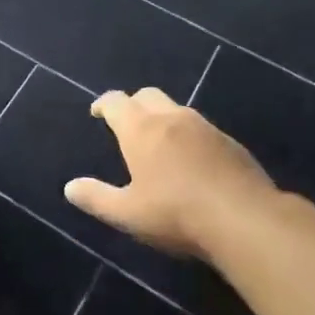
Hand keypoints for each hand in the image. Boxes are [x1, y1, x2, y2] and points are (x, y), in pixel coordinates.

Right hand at [65, 88, 281, 258]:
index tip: (97, 113)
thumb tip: (70, 187)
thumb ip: (97, 198)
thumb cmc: (176, 214)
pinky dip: (188, 135)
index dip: (104, 104)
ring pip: (176, 109)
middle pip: (147, 96)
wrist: (245, 219)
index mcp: (141, 129)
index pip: (116, 102)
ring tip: (159, 142)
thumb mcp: (128, 213)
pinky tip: (192, 160)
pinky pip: (201, 128)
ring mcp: (205, 127)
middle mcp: (171, 118)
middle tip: (127, 124)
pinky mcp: (230, 142)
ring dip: (163, 118)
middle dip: (133, 104)